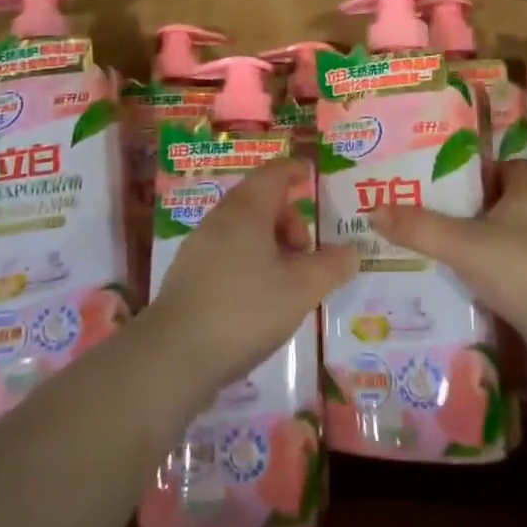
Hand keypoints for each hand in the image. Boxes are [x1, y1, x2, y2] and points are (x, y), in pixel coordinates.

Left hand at [144, 158, 357, 406]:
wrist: (175, 356)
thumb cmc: (245, 310)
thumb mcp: (301, 289)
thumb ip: (331, 266)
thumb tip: (352, 251)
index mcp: (246, 209)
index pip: (274, 173)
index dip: (295, 170)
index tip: (312, 176)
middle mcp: (219, 219)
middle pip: (260, 202)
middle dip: (289, 220)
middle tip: (307, 254)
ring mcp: (198, 247)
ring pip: (243, 230)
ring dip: (271, 245)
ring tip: (287, 281)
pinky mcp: (188, 275)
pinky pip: (227, 252)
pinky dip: (250, 261)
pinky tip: (259, 299)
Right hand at [374, 160, 526, 378]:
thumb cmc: (523, 269)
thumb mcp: (463, 244)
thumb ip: (419, 227)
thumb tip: (374, 209)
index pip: (499, 165)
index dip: (470, 170)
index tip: (436, 181)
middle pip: (497, 201)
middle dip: (464, 208)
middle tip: (423, 213)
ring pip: (503, 235)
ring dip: (475, 241)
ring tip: (433, 247)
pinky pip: (510, 265)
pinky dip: (488, 270)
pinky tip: (459, 281)